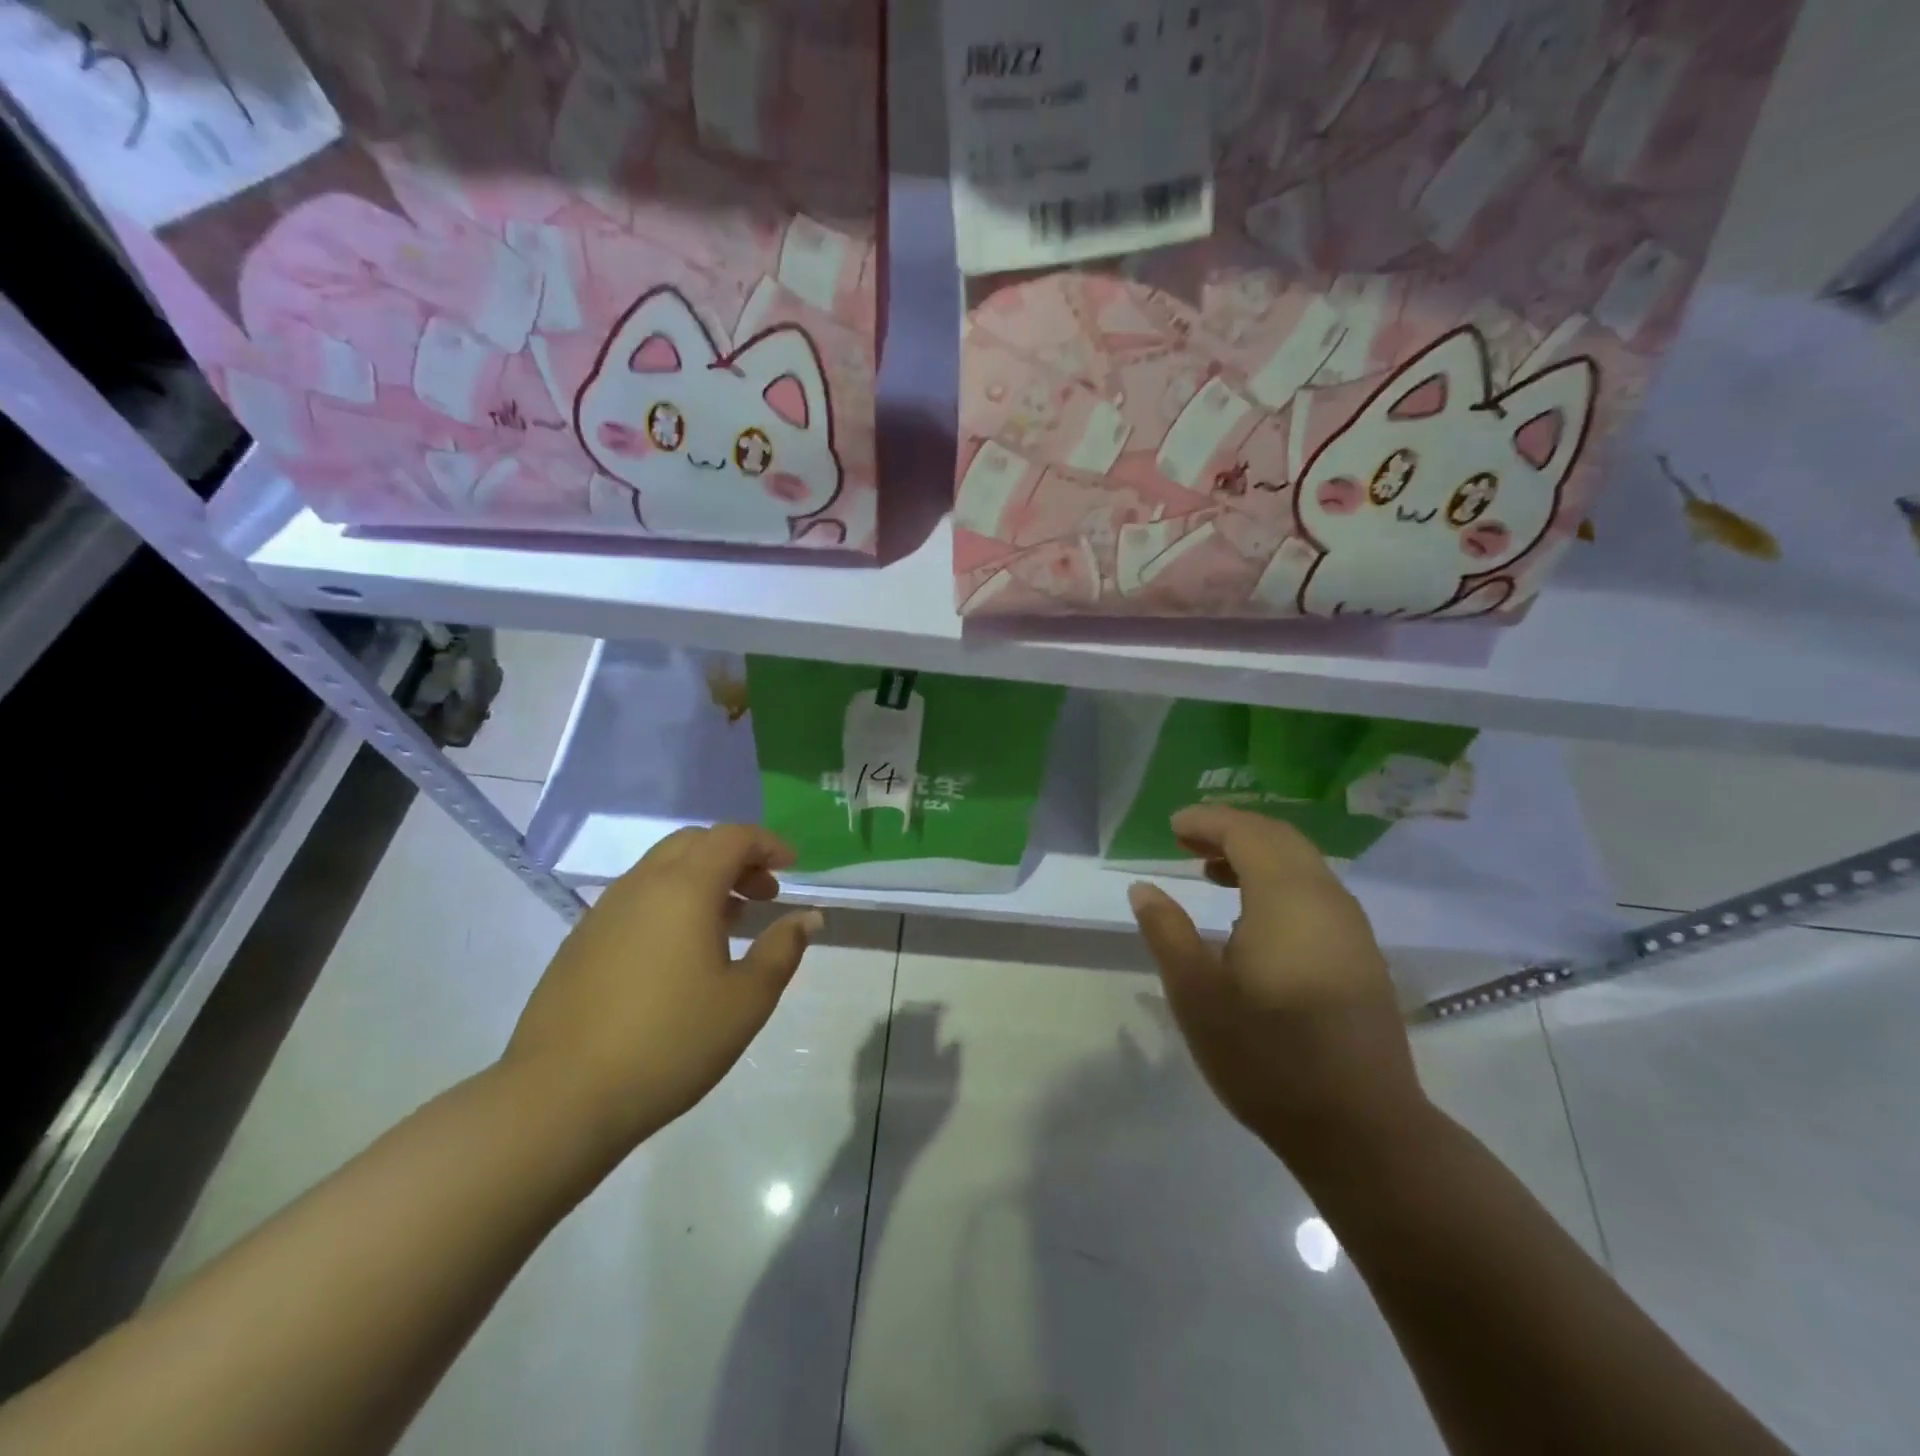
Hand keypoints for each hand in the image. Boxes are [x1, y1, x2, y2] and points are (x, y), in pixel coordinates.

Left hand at [502, 825, 821, 1156]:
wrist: (560, 1098)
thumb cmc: (669, 1042)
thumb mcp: (745, 1001)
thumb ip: (782, 950)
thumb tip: (807, 917)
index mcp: (684, 888)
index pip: (732, 837)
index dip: (768, 843)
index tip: (793, 866)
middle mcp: (641, 885)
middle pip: (694, 843)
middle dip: (736, 857)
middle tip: (764, 894)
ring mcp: (604, 912)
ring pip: (662, 870)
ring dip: (703, 879)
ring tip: (730, 922)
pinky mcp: (581, 942)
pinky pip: (637, 899)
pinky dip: (671, 902)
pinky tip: (681, 952)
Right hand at [1126, 806, 1427, 1170]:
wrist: (1362, 1130)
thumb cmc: (1267, 1056)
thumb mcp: (1197, 994)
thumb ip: (1167, 932)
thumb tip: (1144, 888)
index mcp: (1287, 899)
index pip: (1248, 833)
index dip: (1208, 821)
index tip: (1172, 826)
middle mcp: (1327, 900)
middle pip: (1280, 839)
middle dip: (1232, 831)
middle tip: (1187, 842)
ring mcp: (1352, 929)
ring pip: (1303, 864)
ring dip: (1256, 855)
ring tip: (1211, 873)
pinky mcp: (1361, 956)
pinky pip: (1316, 893)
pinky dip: (1278, 881)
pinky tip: (1251, 917)